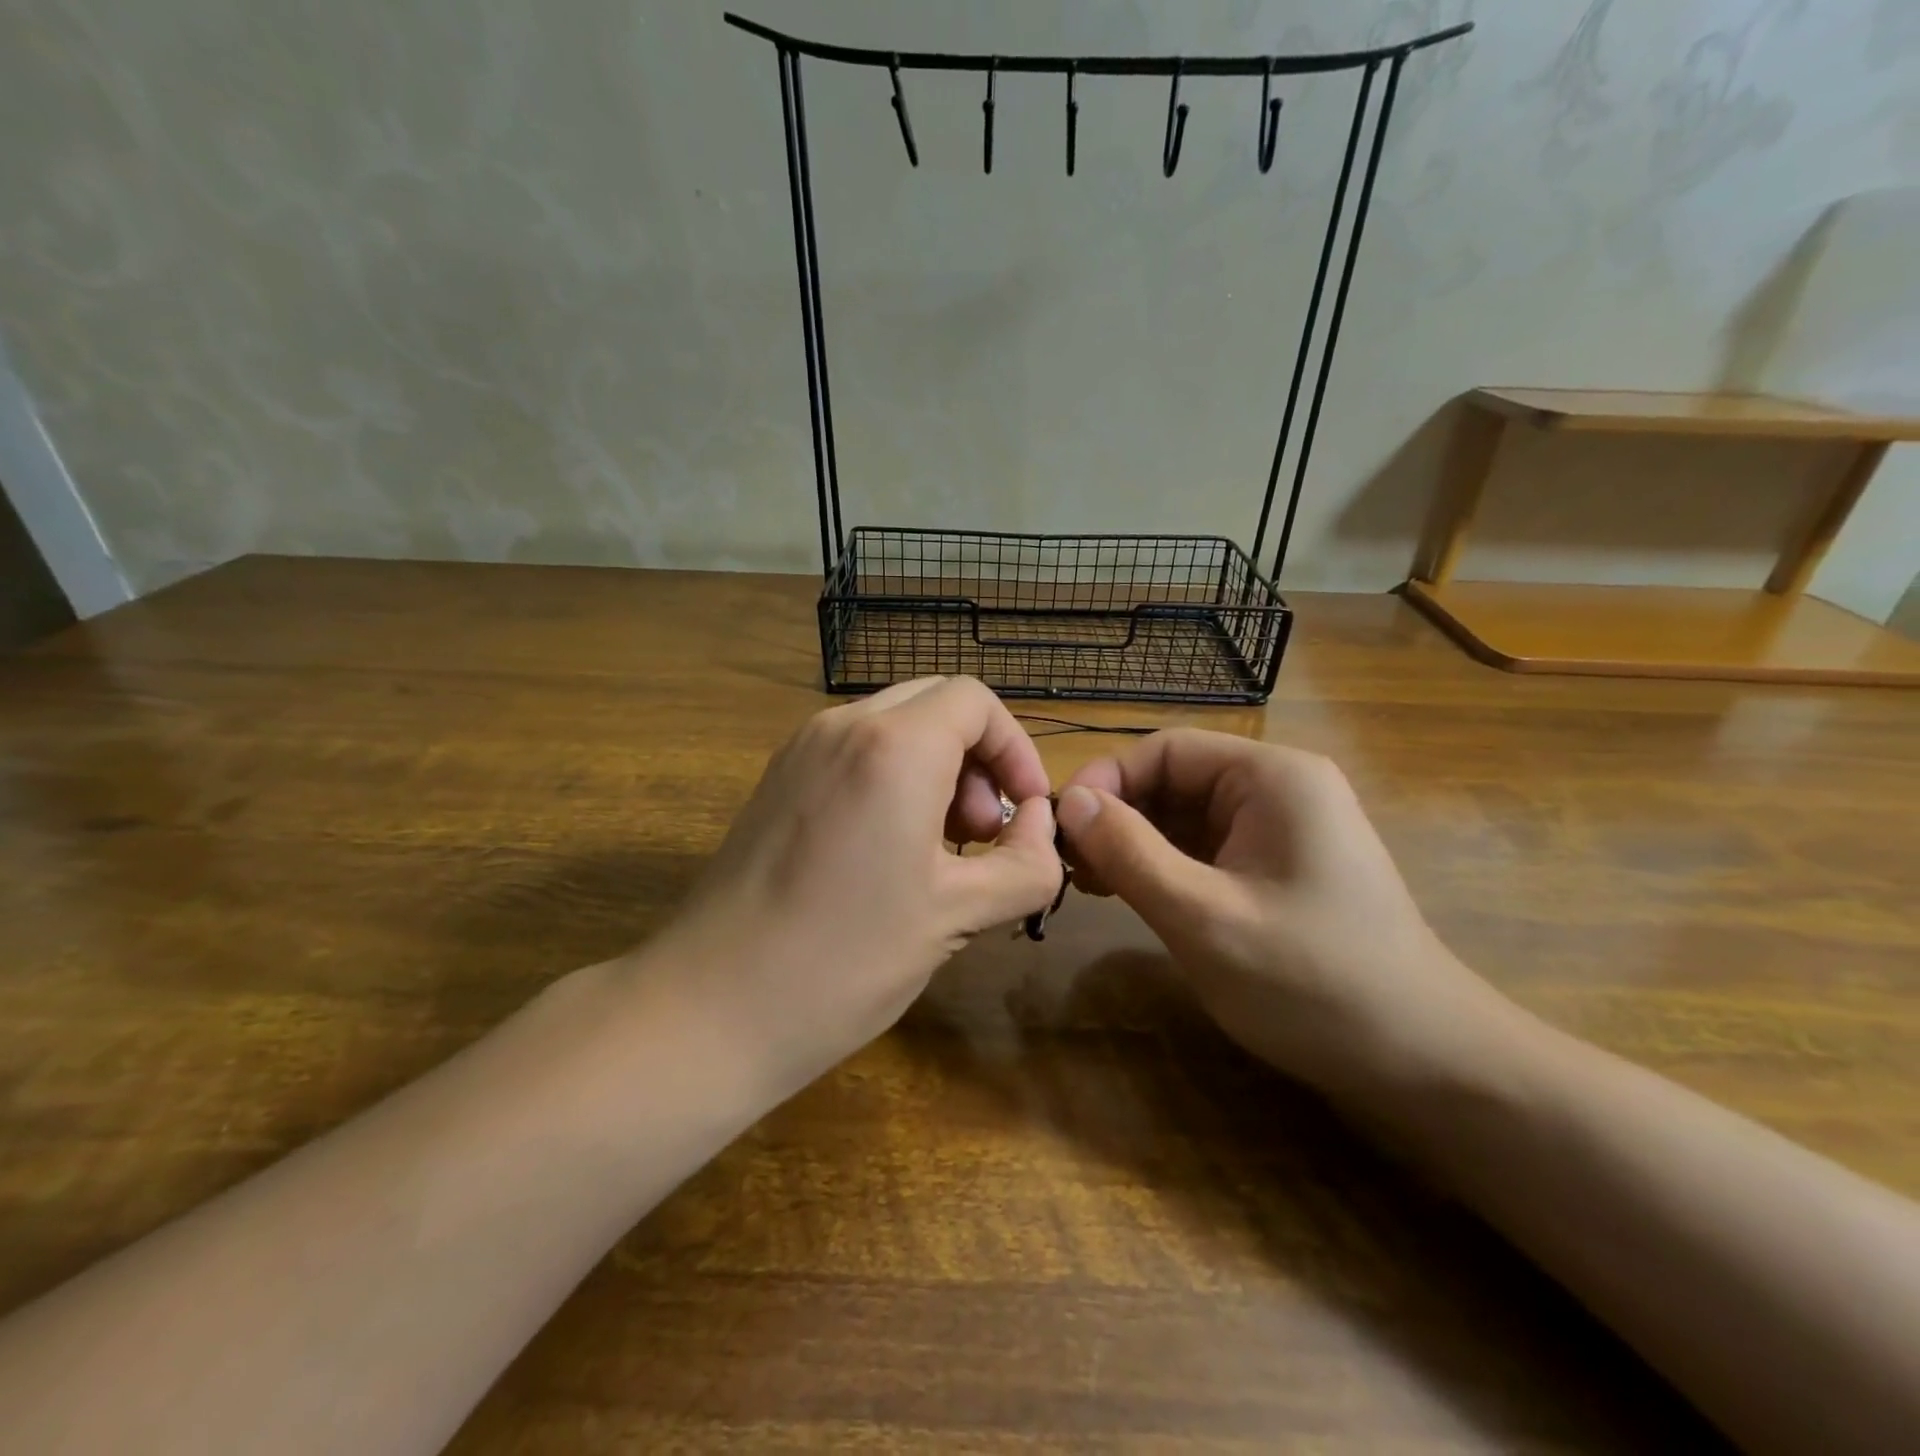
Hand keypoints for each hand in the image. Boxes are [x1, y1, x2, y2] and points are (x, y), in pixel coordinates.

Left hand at [644, 677, 1061, 1099]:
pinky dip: (893, 779)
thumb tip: (1040, 824)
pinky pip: (855, 752)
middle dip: (977, 758)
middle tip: (981, 834)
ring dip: (937, 769)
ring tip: (942, 849)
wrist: (710, 1007)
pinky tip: (890, 851)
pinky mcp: (777, 780)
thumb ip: (1026, 862)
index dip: (1016, 749)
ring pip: (894, 726)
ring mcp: (801, 749)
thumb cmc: (846, 959)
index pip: (975, 702)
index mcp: (893, 746)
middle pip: (936, 704)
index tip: (1026, 812)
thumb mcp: (958, 914)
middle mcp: (843, 726)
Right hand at [1057, 730, 1527, 1104]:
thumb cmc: (1313, 983)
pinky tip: (1132, 895)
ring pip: (1185, 817)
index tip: (1060, 829)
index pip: (1165, 750)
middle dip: (1118, 816)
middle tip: (1069, 866)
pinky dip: (1164, 867)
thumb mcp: (1204, 917)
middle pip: (1174, 780)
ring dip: (1135, 844)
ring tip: (1090, 884)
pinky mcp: (1278, 867)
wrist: (1424, 1064)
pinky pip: (1205, 849)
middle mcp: (1279, 789)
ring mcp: (1281, 830)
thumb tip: (1069, 801)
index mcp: (1272, 777)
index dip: (1106, 781)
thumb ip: (1130, 853)